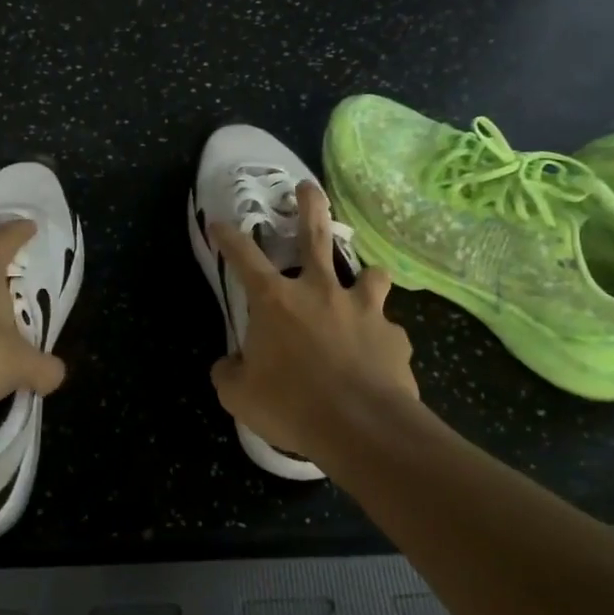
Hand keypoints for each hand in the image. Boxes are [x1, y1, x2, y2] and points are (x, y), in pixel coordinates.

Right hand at [210, 181, 419, 462]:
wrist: (362, 427)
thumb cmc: (292, 406)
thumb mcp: (239, 396)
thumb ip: (229, 373)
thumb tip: (229, 365)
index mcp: (277, 301)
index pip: (244, 257)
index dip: (229, 237)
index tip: (220, 222)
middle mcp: (321, 292)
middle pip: (316, 235)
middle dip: (311, 205)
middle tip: (308, 187)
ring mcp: (363, 310)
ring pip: (370, 274)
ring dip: (365, 276)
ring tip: (364, 283)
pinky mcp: (393, 336)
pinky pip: (386, 329)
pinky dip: (379, 336)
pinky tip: (377, 356)